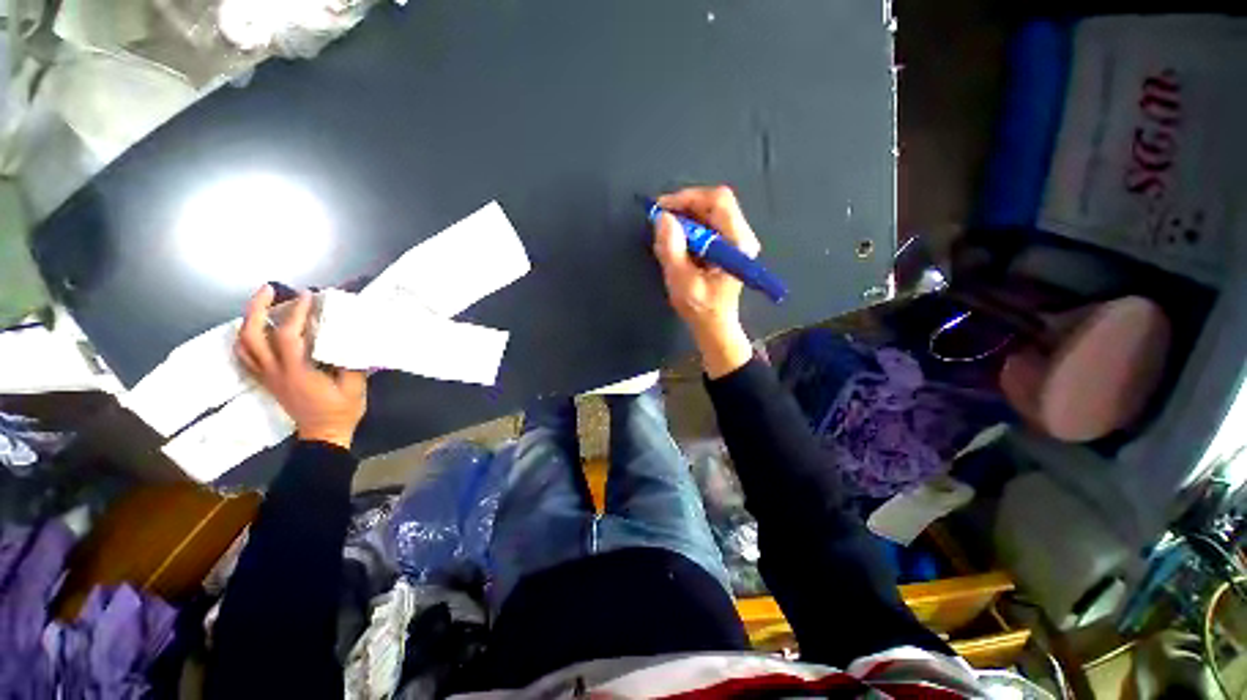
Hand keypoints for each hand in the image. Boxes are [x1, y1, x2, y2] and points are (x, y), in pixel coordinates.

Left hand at [236, 285, 366, 448]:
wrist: (323, 436)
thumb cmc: (341, 411)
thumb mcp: (354, 386)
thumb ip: (349, 360)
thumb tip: (349, 336)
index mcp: (296, 372)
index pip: (288, 336)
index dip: (296, 313)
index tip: (307, 295)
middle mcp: (274, 372)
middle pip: (251, 336)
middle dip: (257, 309)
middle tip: (270, 290)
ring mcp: (267, 377)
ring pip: (244, 345)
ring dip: (249, 321)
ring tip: (262, 305)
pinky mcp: (267, 381)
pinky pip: (246, 356)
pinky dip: (247, 339)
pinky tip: (257, 330)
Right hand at [652, 185, 757, 378]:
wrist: (714, 325)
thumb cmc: (700, 309)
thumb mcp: (681, 281)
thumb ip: (671, 249)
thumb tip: (662, 218)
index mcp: (737, 244)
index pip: (718, 201)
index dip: (687, 199)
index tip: (662, 210)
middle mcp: (742, 236)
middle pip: (715, 202)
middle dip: (684, 207)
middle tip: (661, 221)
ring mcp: (737, 239)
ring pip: (710, 211)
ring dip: (685, 217)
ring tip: (668, 234)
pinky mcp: (728, 244)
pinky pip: (708, 223)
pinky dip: (689, 226)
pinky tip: (678, 241)